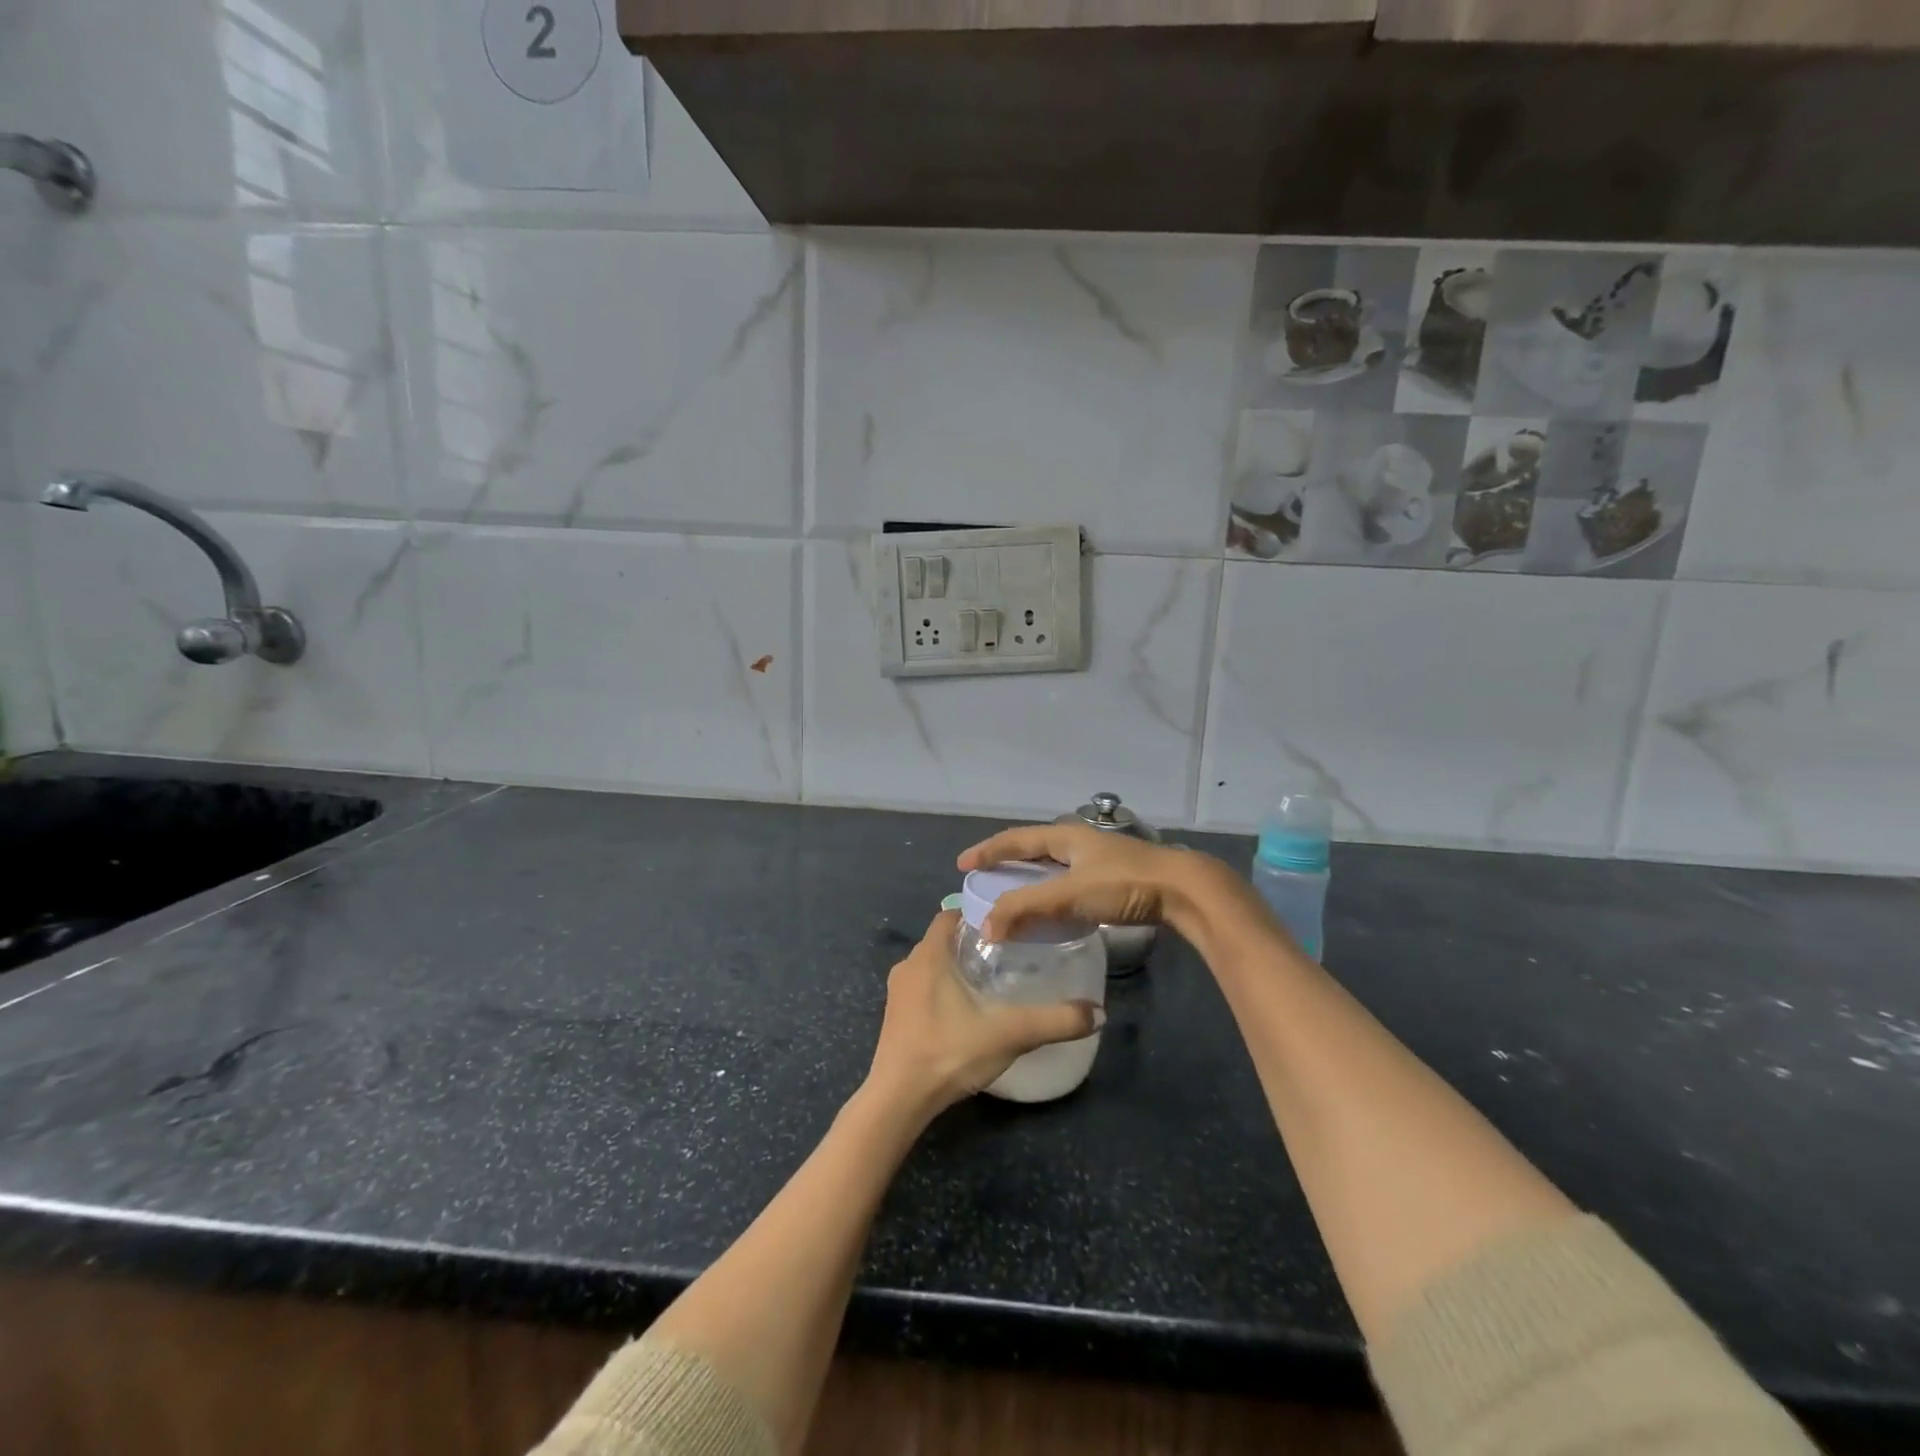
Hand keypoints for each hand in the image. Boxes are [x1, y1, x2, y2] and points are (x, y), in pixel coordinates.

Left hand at [865, 909, 1103, 1115]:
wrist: (898, 1100)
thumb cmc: (949, 1052)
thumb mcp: (1009, 1034)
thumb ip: (1054, 1021)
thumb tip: (1098, 1013)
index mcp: (929, 955)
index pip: (951, 914)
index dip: (977, 913)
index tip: (1008, 921)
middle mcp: (908, 965)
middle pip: (943, 939)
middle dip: (973, 941)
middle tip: (1010, 951)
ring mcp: (897, 992)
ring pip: (932, 965)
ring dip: (957, 966)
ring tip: (992, 978)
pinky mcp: (895, 1016)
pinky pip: (922, 987)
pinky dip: (943, 988)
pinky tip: (966, 1009)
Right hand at [958, 822, 1244, 944]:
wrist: (1184, 890)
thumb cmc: (1124, 884)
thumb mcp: (1070, 895)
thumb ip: (1027, 908)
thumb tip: (987, 928)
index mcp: (1065, 836)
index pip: (1016, 839)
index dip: (988, 851)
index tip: (963, 864)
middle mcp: (1079, 842)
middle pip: (1033, 849)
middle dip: (1007, 862)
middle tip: (984, 879)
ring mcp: (1098, 859)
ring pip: (1053, 866)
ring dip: (1029, 879)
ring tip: (1011, 895)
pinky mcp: (1113, 877)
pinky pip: (1068, 882)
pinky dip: (1050, 893)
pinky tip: (1051, 909)